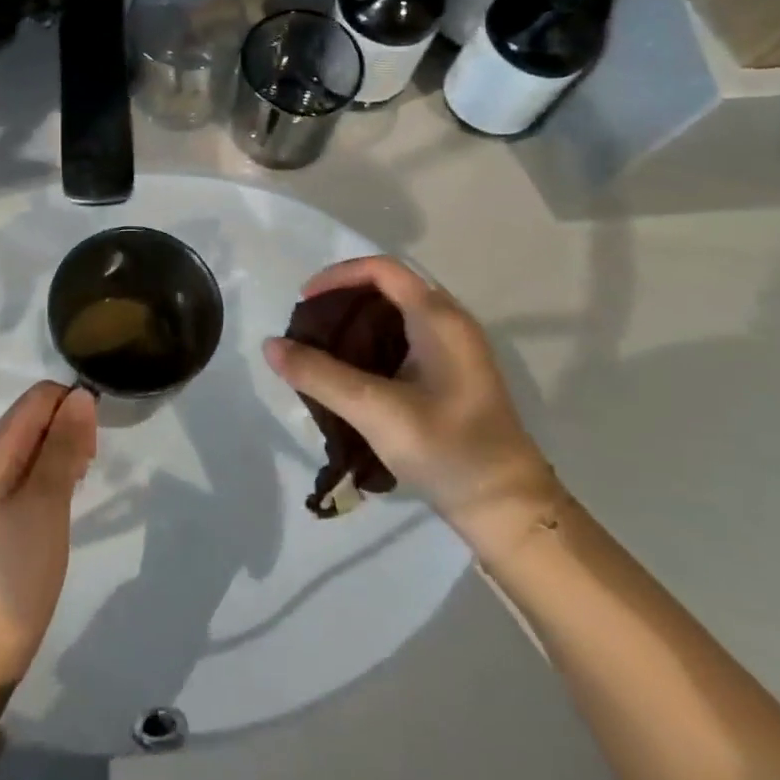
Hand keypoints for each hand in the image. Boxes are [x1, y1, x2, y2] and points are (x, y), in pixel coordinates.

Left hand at [0, 382, 96, 725]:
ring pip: (36, 443)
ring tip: (82, 481)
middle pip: (36, 416)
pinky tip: (67, 497)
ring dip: (65, 449)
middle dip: (70, 426)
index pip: (38, 397)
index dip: (72, 405)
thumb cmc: (15, 573)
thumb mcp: (46, 505)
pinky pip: (31, 470)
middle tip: (91, 466)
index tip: (96, 440)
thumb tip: (81, 394)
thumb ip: (63, 446)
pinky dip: (55, 472)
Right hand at [263, 256, 558, 561]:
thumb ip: (320, 375)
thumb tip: (270, 345)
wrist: (508, 510)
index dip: (337, 276)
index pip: (381, 269)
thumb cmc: (447, 450)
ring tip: (321, 351)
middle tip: (308, 329)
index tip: (304, 302)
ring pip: (395, 317)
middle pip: (387, 289)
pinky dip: (372, 346)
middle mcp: (450, 324)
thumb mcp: (375, 410)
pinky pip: (404, 341)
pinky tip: (351, 377)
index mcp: (439, 319)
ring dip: (355, 325)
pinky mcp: (452, 376)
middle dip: (342, 301)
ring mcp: (455, 351)